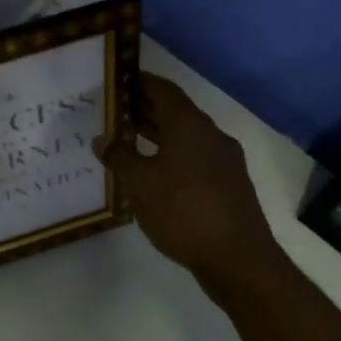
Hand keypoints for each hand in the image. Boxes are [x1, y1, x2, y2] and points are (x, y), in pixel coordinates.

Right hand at [94, 73, 277, 286]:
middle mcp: (210, 134)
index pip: (162, 89)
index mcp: (189, 124)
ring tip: (125, 138)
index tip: (115, 81)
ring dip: (156, 133)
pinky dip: (170, 154)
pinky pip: (193, 157)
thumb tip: (102, 139)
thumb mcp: (140, 183)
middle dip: (143, 108)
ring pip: (184, 136)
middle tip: (112, 110)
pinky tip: (151, 172)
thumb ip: (119, 156)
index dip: (138, 82)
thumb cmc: (183, 211)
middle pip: (174, 111)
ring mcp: (223, 160)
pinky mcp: (227, 184)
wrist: (238, 259)